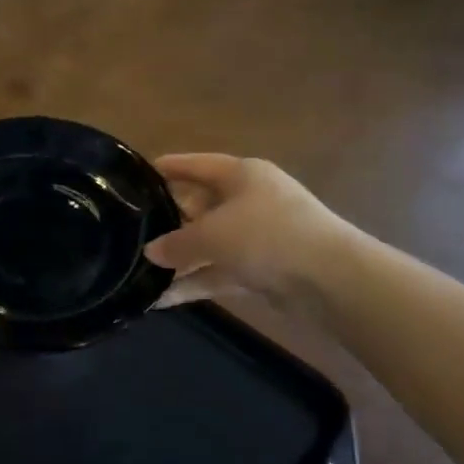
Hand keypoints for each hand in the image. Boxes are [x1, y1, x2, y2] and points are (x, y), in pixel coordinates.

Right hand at [146, 153, 351, 309]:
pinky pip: (219, 271)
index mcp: (242, 175)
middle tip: (134, 230)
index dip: (172, 167)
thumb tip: (150, 251)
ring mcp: (258, 236)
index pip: (199, 165)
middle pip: (202, 205)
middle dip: (170, 220)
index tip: (142, 172)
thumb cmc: (267, 236)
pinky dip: (195, 283)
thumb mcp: (212, 235)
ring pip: (209, 243)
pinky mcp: (262, 269)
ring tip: (140, 271)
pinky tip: (162, 299)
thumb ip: (177, 243)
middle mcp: (250, 200)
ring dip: (180, 259)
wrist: (330, 279)